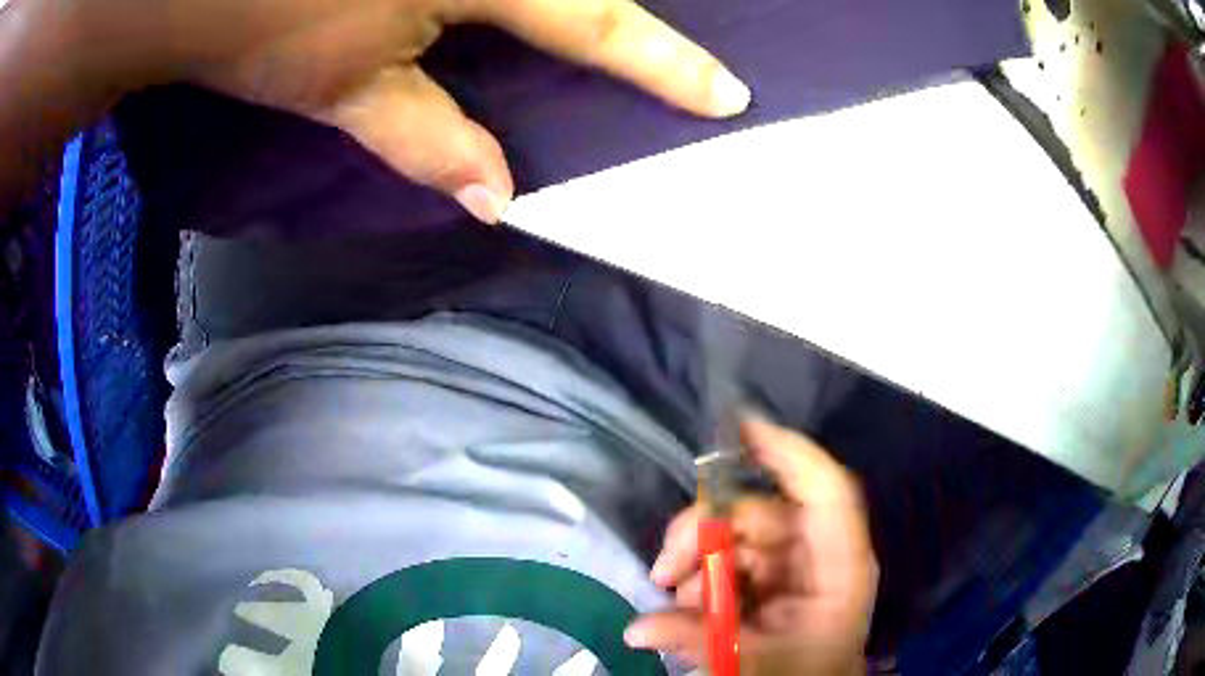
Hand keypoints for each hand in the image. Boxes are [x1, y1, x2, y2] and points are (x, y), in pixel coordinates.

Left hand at [60, 0, 750, 222]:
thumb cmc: (270, 32)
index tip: (728, 95)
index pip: (598, 26)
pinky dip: (539, 1)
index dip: (666, 65)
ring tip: (611, 33)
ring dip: (593, 0)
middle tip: (680, 59)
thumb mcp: (349, 91)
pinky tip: (536, 18)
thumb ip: (429, 140)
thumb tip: (496, 199)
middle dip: (639, 16)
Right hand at [627, 418, 877, 675]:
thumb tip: (637, 628)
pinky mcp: (773, 579)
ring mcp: (795, 565)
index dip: (789, 452)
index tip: (739, 425)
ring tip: (673, 597)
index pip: (826, 491)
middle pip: (762, 512)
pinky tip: (686, 604)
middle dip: (704, 533)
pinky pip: (731, 560)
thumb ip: (697, 642)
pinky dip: (701, 577)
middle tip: (665, 570)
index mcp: (839, 566)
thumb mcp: (753, 664)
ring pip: (738, 534)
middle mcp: (818, 554)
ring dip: (696, 559)